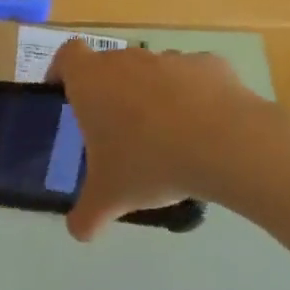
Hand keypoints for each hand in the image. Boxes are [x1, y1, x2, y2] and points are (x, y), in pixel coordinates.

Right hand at [48, 40, 271, 240]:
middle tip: (113, 130)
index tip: (64, 93)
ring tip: (162, 136)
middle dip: (108, 92)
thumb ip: (86, 216)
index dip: (61, 71)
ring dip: (149, 95)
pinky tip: (200, 130)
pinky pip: (191, 79)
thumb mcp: (109, 199)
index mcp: (91, 82)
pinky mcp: (211, 64)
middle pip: (109, 65)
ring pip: (150, 71)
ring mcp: (171, 58)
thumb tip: (78, 233)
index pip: (66, 56)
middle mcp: (127, 61)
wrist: (227, 145)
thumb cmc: (149, 163)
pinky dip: (190, 97)